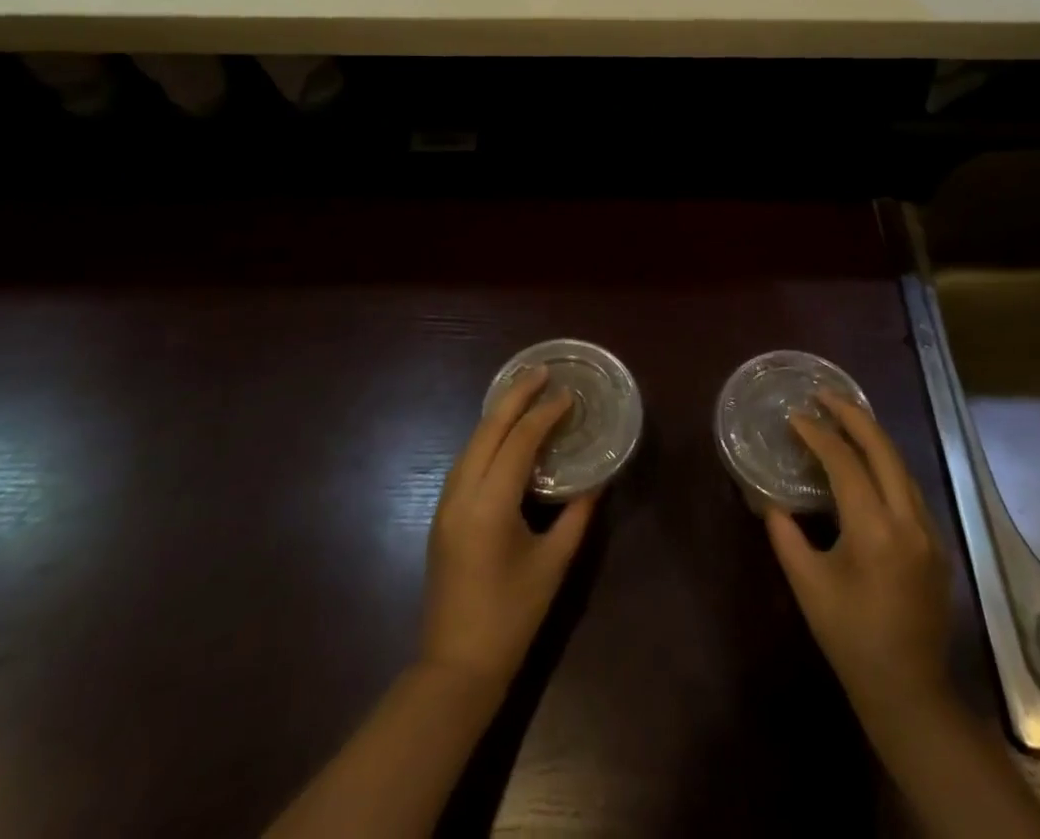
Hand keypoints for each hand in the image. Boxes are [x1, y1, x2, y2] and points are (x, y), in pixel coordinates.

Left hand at [420, 368, 596, 692]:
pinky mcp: (443, 513)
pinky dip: (487, 437)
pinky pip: (466, 459)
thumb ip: (577, 515)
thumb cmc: (512, 618)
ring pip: (472, 441)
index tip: (567, 395)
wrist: (455, 668)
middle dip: (515, 396)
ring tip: (526, 391)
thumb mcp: (553, 564)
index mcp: (490, 505)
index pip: (519, 442)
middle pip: (488, 429)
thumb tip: (597, 479)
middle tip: (542, 372)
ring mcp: (446, 503)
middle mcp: (462, 494)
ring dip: (499, 413)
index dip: (544, 414)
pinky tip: (505, 432)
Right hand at [764, 391, 952, 723]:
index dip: (818, 434)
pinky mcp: (936, 542)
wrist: (909, 691)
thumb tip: (769, 499)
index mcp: (875, 530)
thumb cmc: (850, 638)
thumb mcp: (807, 584)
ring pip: (900, 464)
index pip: (845, 462)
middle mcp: (908, 520)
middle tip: (822, 395)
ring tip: (841, 417)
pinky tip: (865, 461)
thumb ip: (785, 533)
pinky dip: (884, 462)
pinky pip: (908, 486)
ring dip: (871, 436)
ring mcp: (929, 530)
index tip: (794, 417)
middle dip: (852, 415)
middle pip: (883, 449)